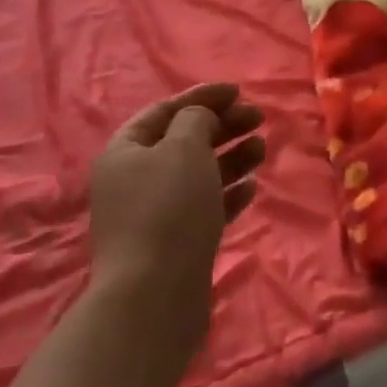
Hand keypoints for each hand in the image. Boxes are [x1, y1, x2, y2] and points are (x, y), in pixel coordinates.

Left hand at [86, 83, 264, 342]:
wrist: (154, 295)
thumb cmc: (167, 208)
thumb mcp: (184, 147)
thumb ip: (196, 120)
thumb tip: (200, 119)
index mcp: (125, 151)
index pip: (164, 111)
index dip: (201, 96)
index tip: (238, 91)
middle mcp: (135, 180)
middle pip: (183, 141)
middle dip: (221, 126)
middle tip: (258, 118)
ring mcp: (154, 214)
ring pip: (197, 174)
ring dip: (230, 158)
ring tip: (261, 148)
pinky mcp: (175, 243)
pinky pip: (204, 207)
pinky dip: (228, 193)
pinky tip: (251, 187)